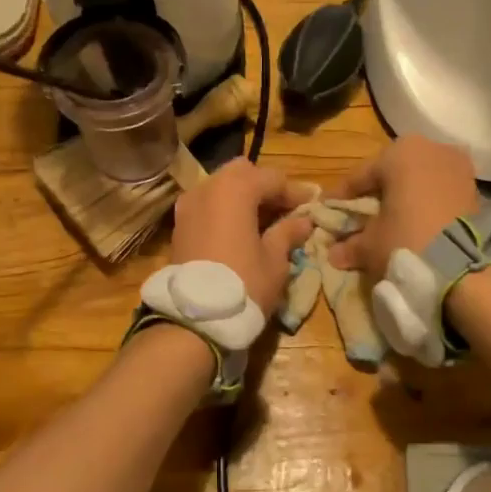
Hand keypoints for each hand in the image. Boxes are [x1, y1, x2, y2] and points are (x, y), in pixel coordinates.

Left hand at [171, 159, 315, 317]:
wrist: (193, 318)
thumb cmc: (243, 284)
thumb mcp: (274, 260)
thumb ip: (288, 233)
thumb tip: (303, 221)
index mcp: (235, 189)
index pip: (273, 178)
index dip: (295, 193)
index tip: (312, 207)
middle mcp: (207, 187)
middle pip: (242, 173)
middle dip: (264, 187)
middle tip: (284, 210)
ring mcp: (188, 205)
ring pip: (221, 187)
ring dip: (243, 198)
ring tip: (263, 223)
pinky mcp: (179, 225)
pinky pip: (207, 205)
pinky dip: (225, 210)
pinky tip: (240, 231)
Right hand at [329, 135, 479, 275]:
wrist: (464, 265)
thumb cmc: (406, 240)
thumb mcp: (371, 244)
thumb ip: (351, 245)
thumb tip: (335, 254)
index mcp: (399, 152)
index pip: (361, 175)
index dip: (342, 196)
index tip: (329, 210)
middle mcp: (430, 148)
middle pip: (393, 173)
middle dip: (377, 193)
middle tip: (360, 214)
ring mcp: (457, 166)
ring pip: (419, 180)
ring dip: (404, 198)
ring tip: (390, 221)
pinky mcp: (475, 187)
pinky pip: (440, 191)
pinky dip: (426, 204)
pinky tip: (416, 223)